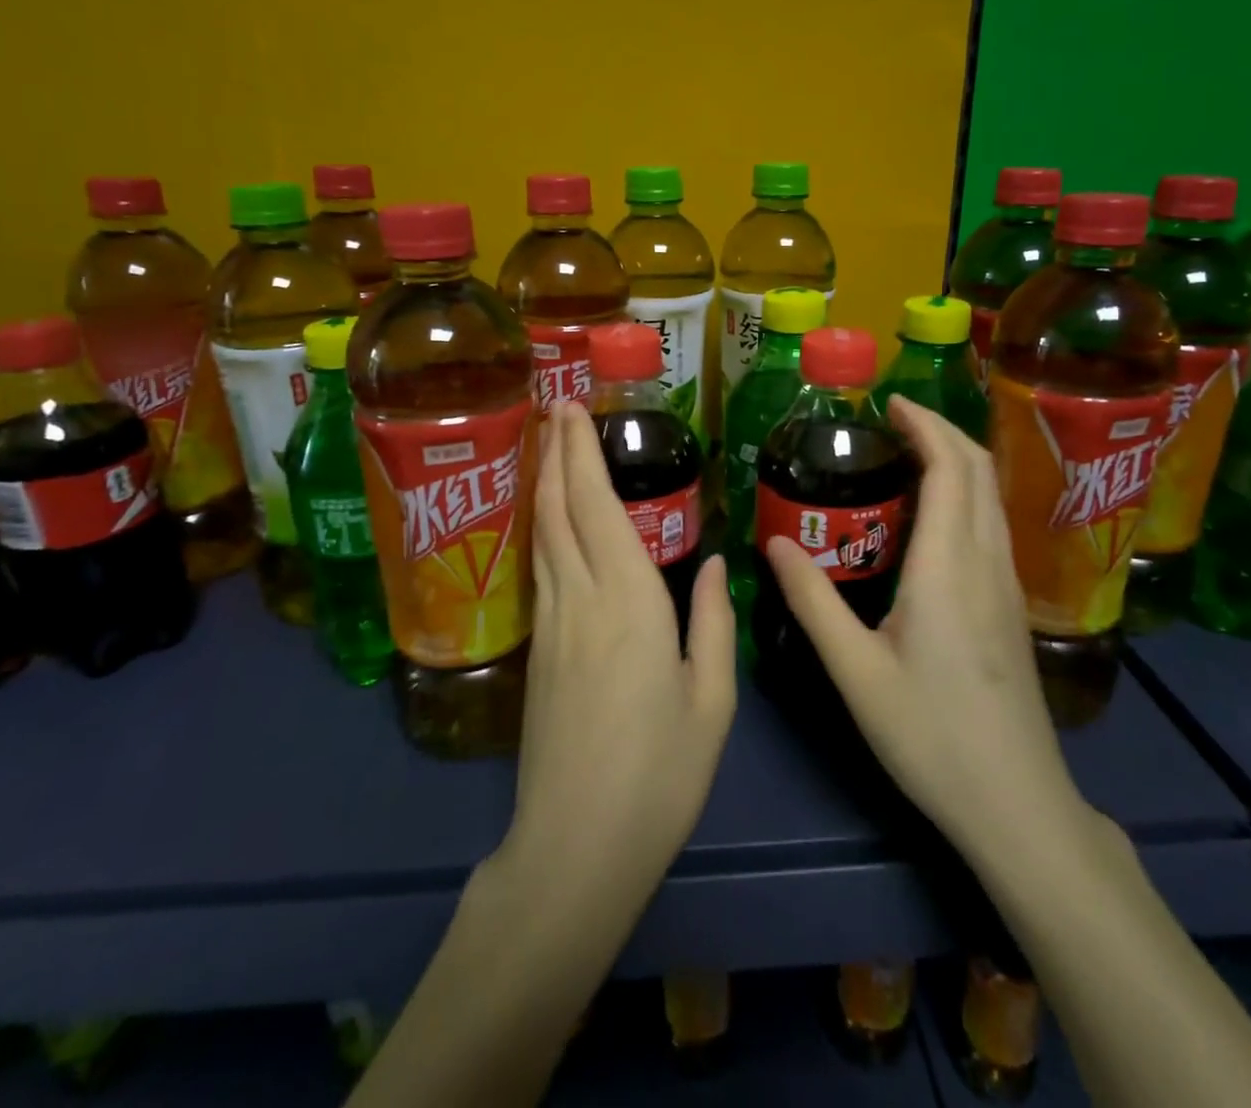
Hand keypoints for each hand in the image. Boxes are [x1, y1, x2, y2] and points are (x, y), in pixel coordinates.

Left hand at [494, 403, 736, 910]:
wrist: (577, 845)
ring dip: (543, 483)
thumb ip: (712, 622)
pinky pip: (540, 567)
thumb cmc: (660, 774)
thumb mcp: (711, 700)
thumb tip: (712, 562)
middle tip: (554, 406)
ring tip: (546, 446)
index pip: (598, 507)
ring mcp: (552, 624)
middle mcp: (581, 598)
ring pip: (542, 534)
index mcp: (629, 601)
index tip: (573, 410)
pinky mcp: (538, 650)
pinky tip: (547, 520)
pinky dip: (542, 526)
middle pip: (559, 508)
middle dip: (556, 452)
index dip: (582, 454)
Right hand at [763, 395, 1090, 869]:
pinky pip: (992, 523)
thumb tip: (775, 544)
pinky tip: (932, 514)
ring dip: (956, 460)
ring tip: (907, 453)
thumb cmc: (931, 736)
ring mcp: (1007, 585)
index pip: (950, 469)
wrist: (1017, 803)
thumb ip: (813, 602)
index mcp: (949, 568)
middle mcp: (987, 563)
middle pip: (979, 470)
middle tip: (891, 420)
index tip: (890, 403)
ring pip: (991, 496)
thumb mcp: (856, 672)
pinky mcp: (1011, 606)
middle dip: (942, 430)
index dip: (925, 425)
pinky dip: (965, 493)